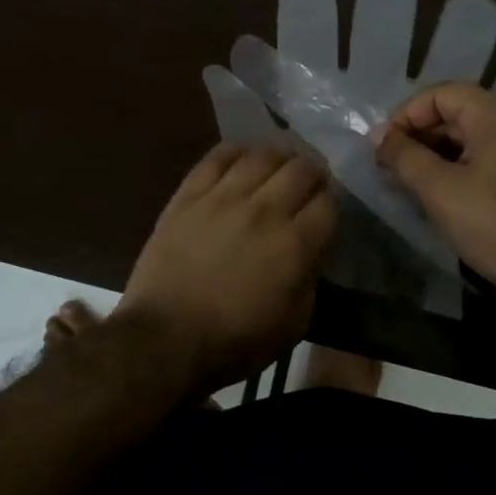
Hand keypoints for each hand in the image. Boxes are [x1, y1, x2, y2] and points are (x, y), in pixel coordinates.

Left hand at [115, 144, 336, 393]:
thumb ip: (311, 277)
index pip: (328, 202)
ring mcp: (223, 197)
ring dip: (279, 158)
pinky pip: (218, 157)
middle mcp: (264, 210)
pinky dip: (237, 152)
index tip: (325, 209)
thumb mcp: (294, 323)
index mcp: (294, 244)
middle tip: (307, 184)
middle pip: (301, 169)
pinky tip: (242, 160)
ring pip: (262, 155)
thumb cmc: (234, 342)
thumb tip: (312, 247)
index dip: (331, 202)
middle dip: (312, 174)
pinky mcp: (189, 194)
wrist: (164, 339)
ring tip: (277, 168)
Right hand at [375, 83, 495, 320]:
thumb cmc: (494, 225)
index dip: (406, 115)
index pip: (441, 94)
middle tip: (389, 164)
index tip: (383, 146)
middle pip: (456, 112)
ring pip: (469, 137)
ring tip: (405, 180)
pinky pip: (485, 158)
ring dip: (434, 153)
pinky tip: (434, 193)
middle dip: (418, 135)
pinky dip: (456, 167)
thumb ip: (404, 156)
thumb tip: (378, 136)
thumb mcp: (438, 189)